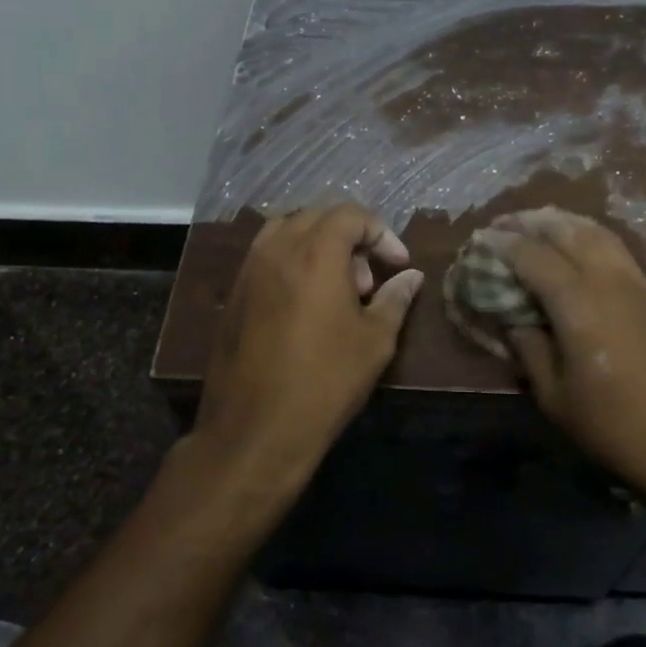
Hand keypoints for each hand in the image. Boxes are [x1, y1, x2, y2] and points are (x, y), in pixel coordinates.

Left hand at [193, 204, 423, 497]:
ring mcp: (249, 270)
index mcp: (316, 252)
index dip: (381, 233)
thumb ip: (395, 299)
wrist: (254, 430)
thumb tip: (411, 276)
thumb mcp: (374, 342)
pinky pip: (266, 256)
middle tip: (367, 282)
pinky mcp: (233, 294)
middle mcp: (277, 249)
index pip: (351, 215)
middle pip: (318, 217)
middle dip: (350, 239)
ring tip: (336, 289)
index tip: (398, 264)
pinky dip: (292, 262)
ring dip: (318, 246)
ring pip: (286, 231)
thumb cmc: (325, 382)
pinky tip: (306, 304)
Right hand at [487, 209, 645, 509]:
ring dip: (563, 222)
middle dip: (532, 222)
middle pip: (567, 231)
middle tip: (504, 223)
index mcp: (579, 303)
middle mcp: (608, 281)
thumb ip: (530, 349)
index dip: (504, 244)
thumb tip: (514, 319)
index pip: (533, 256)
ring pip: (597, 232)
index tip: (480, 239)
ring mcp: (636, 285)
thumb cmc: (615, 427)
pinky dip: (589, 235)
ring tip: (537, 223)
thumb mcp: (555, 397)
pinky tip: (577, 246)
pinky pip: (615, 248)